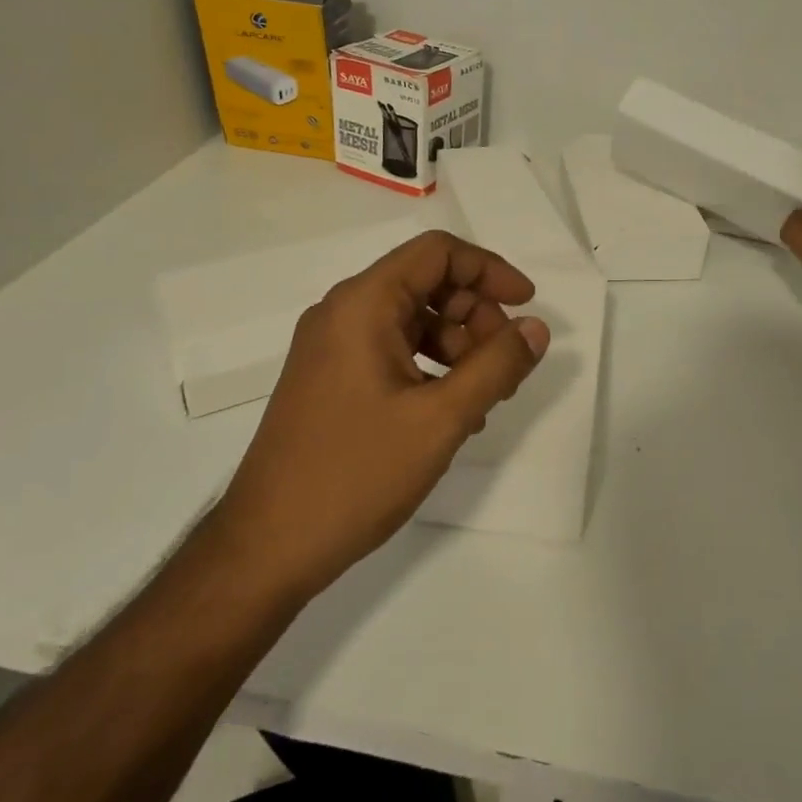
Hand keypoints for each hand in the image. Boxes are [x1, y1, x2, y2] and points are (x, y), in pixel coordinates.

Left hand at [213, 230, 550, 601]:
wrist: (265, 548)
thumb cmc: (355, 474)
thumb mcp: (440, 419)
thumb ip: (496, 367)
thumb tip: (537, 328)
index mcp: (363, 304)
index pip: (437, 253)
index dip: (489, 270)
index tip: (527, 305)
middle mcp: (342, 313)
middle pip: (426, 283)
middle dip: (476, 314)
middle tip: (508, 364)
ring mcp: (331, 347)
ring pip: (412, 319)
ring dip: (458, 344)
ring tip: (486, 395)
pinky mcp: (330, 379)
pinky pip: (392, 350)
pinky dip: (430, 366)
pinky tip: (453, 411)